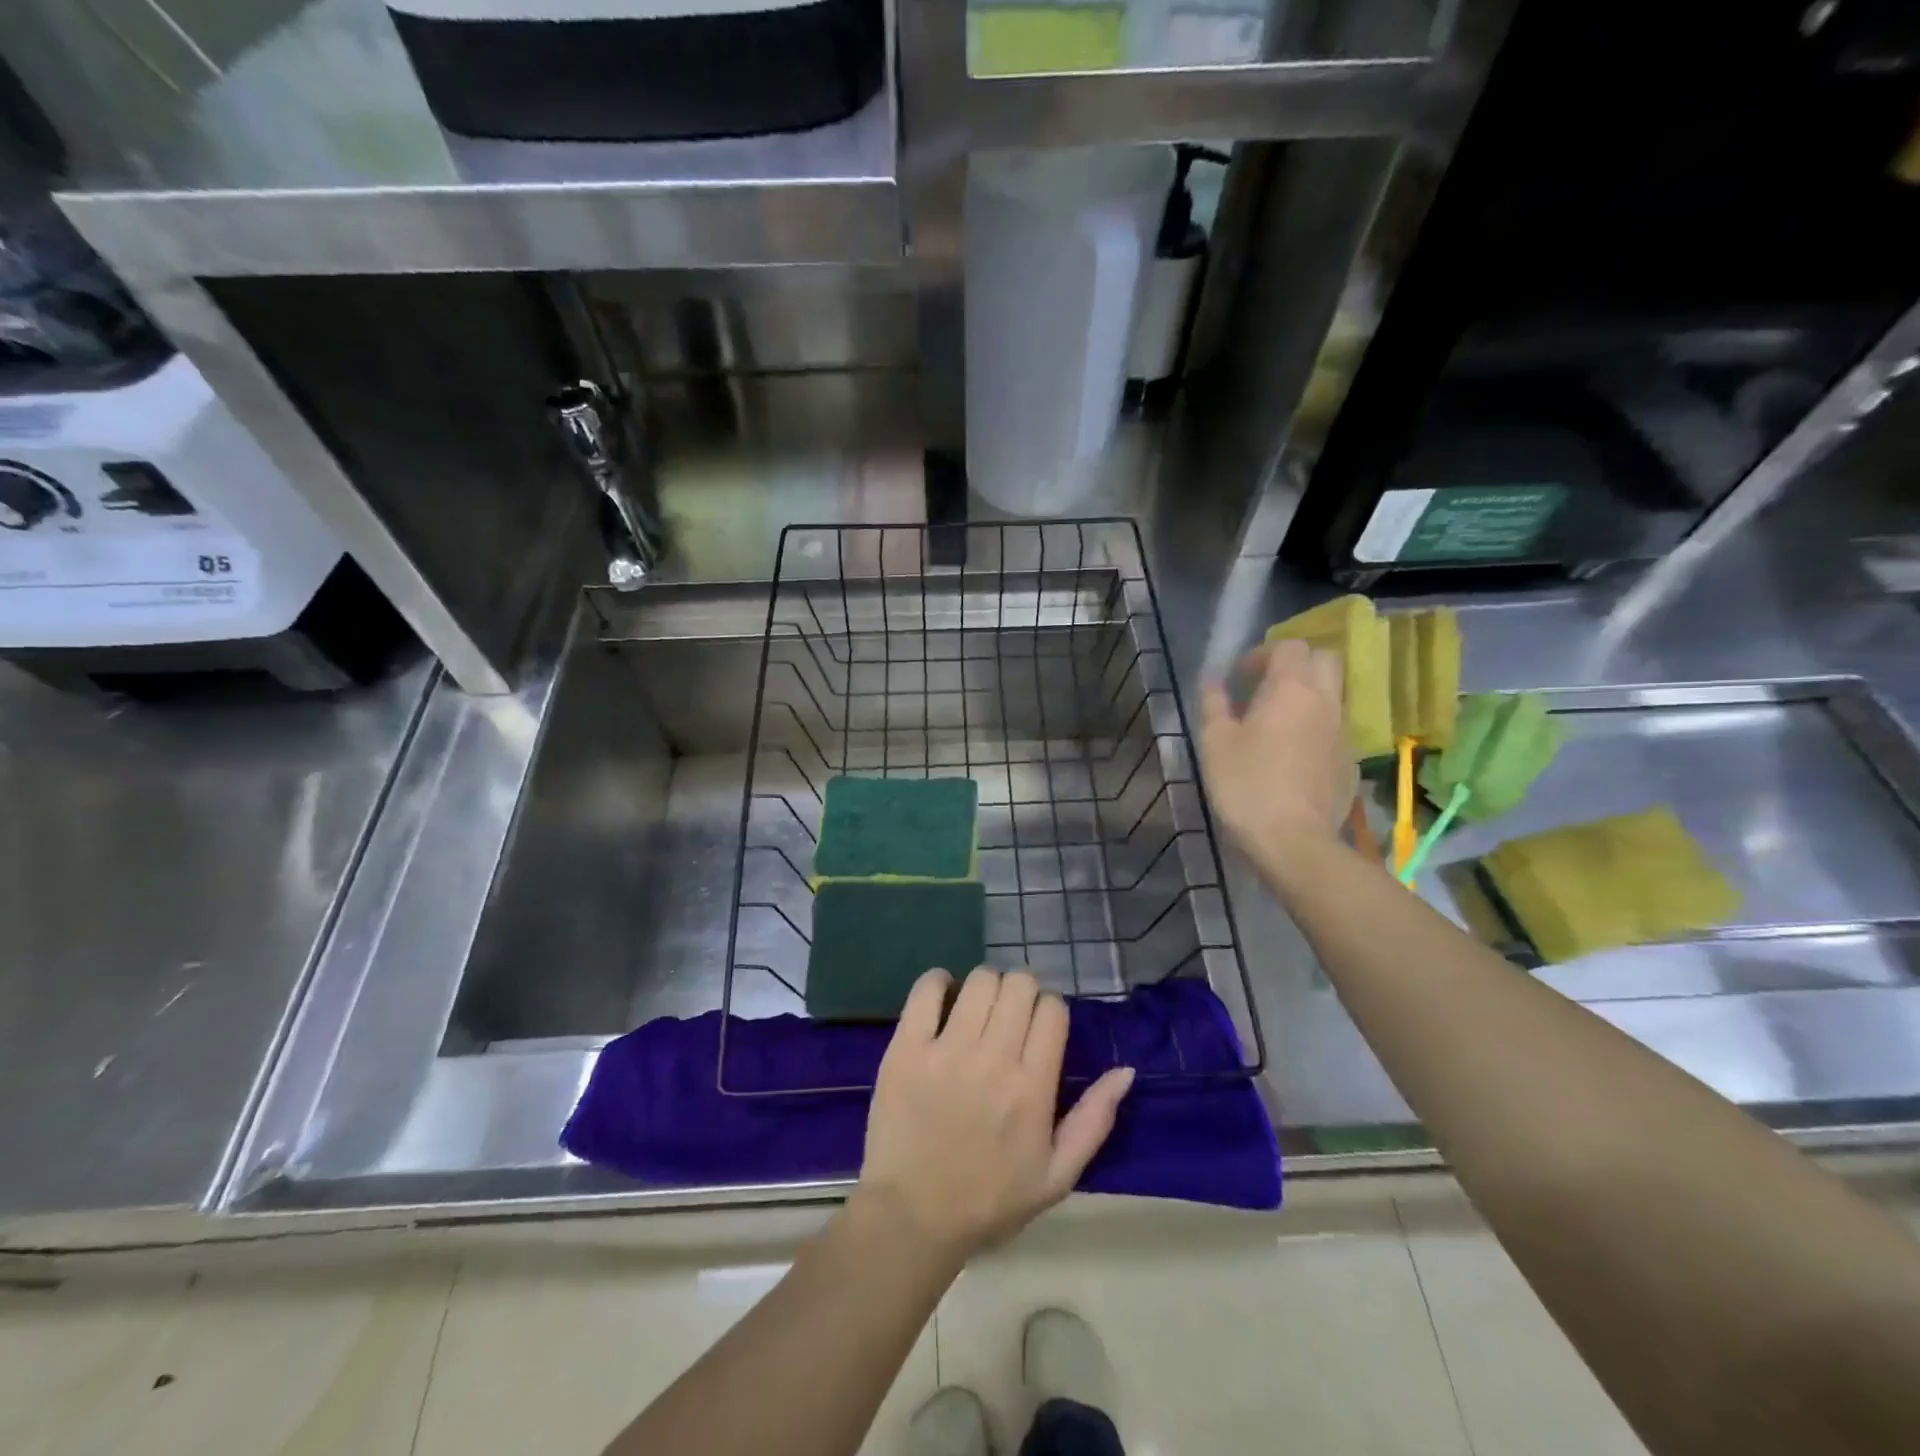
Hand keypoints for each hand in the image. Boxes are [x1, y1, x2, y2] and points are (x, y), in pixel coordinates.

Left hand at [855, 968, 1134, 1262]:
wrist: (913, 1218)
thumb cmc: (989, 1200)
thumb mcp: (1057, 1176)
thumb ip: (1095, 1121)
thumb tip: (1125, 1071)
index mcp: (1032, 1088)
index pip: (1052, 1010)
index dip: (1050, 1010)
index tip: (1039, 1027)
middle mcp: (993, 1059)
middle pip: (1019, 984)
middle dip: (1021, 991)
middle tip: (1009, 1016)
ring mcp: (947, 1050)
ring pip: (980, 980)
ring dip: (985, 986)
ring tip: (978, 1009)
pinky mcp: (907, 1048)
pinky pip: (926, 989)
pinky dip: (937, 982)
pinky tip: (942, 999)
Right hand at [1201, 638, 1355, 857]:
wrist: (1294, 842)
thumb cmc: (1247, 785)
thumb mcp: (1215, 743)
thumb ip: (1214, 704)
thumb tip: (1211, 680)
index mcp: (1291, 690)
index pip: (1290, 646)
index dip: (1263, 654)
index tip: (1241, 678)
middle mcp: (1325, 702)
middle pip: (1325, 660)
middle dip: (1296, 664)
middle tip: (1266, 687)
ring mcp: (1343, 733)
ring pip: (1333, 694)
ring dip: (1307, 695)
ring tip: (1276, 722)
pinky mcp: (1350, 762)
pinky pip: (1335, 728)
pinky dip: (1316, 727)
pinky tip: (1292, 755)